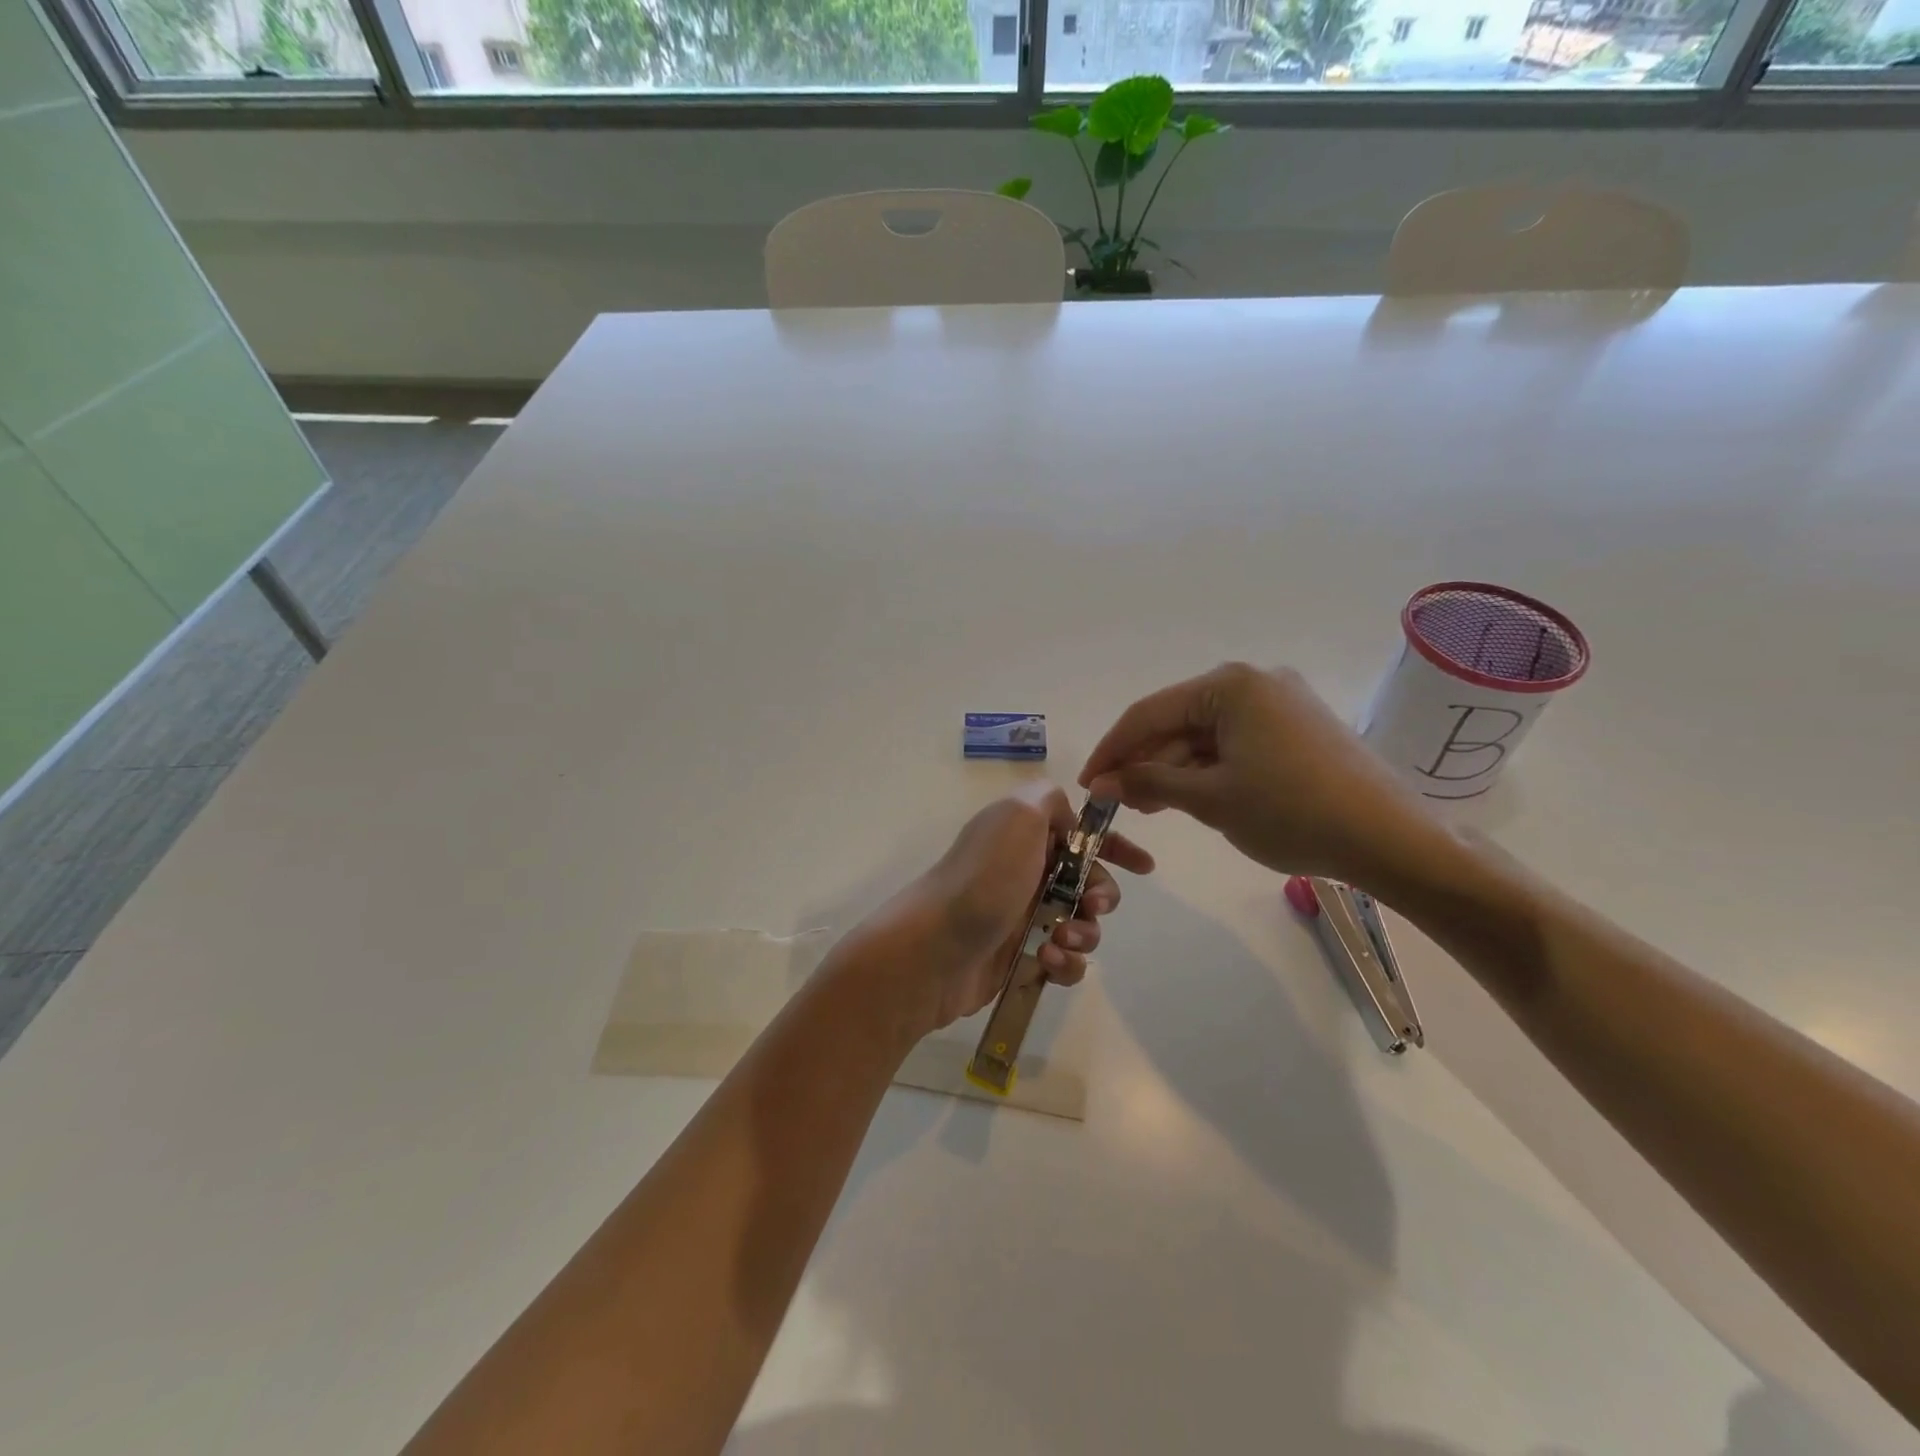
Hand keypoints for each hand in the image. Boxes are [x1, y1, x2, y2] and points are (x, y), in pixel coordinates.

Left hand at [887, 783, 1153, 1032]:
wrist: (933, 949)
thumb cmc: (983, 878)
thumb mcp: (1017, 815)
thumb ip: (1048, 799)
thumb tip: (1068, 817)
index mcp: (1024, 835)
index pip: (1079, 833)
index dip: (1115, 847)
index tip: (1143, 867)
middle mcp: (1024, 873)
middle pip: (1088, 881)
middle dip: (1102, 894)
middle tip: (1091, 905)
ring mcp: (1022, 918)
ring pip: (1082, 925)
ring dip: (1085, 934)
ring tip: (1061, 941)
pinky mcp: (1021, 959)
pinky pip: (1066, 962)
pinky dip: (1067, 965)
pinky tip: (1049, 965)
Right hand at [1079, 662, 1444, 888]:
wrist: (1389, 839)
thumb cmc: (1291, 813)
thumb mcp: (1210, 799)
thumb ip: (1149, 782)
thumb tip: (1102, 783)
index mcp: (1231, 684)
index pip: (1150, 713)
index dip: (1112, 750)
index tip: (1088, 785)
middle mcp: (1255, 680)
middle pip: (1178, 721)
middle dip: (1145, 762)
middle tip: (1121, 803)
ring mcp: (1281, 702)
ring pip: (1206, 734)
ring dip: (1176, 768)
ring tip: (1153, 806)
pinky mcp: (1299, 727)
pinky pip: (1236, 742)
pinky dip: (1209, 768)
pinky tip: (1192, 796)